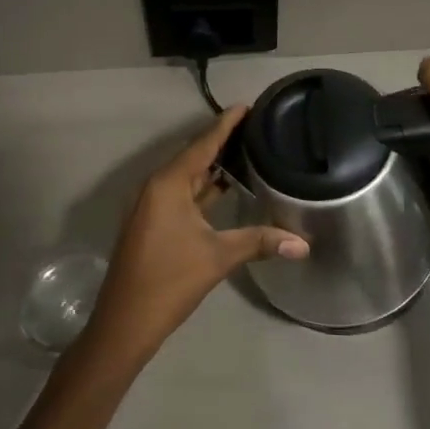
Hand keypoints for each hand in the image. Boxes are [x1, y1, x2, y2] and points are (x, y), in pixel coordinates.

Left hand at [81, 106, 308, 368]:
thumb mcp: (218, 257)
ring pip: (187, 177)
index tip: (247, 106)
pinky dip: (203, 188)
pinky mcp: (152, 224)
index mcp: (168, 184)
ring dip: (212, 166)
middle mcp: (156, 187)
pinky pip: (181, 194)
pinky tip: (224, 188)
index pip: (202, 145)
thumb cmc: (170, 280)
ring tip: (245, 152)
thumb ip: (260, 242)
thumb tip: (304, 244)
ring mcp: (151, 206)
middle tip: (254, 128)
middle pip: (193, 156)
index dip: (225, 125)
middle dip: (221, 142)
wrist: (125, 322)